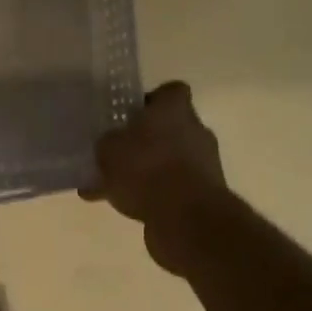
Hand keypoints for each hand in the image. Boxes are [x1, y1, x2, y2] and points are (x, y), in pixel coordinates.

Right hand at [84, 83, 228, 261]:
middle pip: (169, 128)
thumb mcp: (109, 150)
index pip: (170, 92)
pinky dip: (151, 195)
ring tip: (109, 186)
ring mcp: (203, 164)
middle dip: (145, 140)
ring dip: (146, 171)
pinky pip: (170, 189)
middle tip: (117, 152)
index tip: (131, 114)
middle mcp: (195, 131)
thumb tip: (110, 145)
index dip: (152, 100)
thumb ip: (108, 143)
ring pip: (168, 160)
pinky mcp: (203, 195)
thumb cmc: (147, 169)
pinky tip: (120, 207)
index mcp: (175, 110)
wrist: (187, 219)